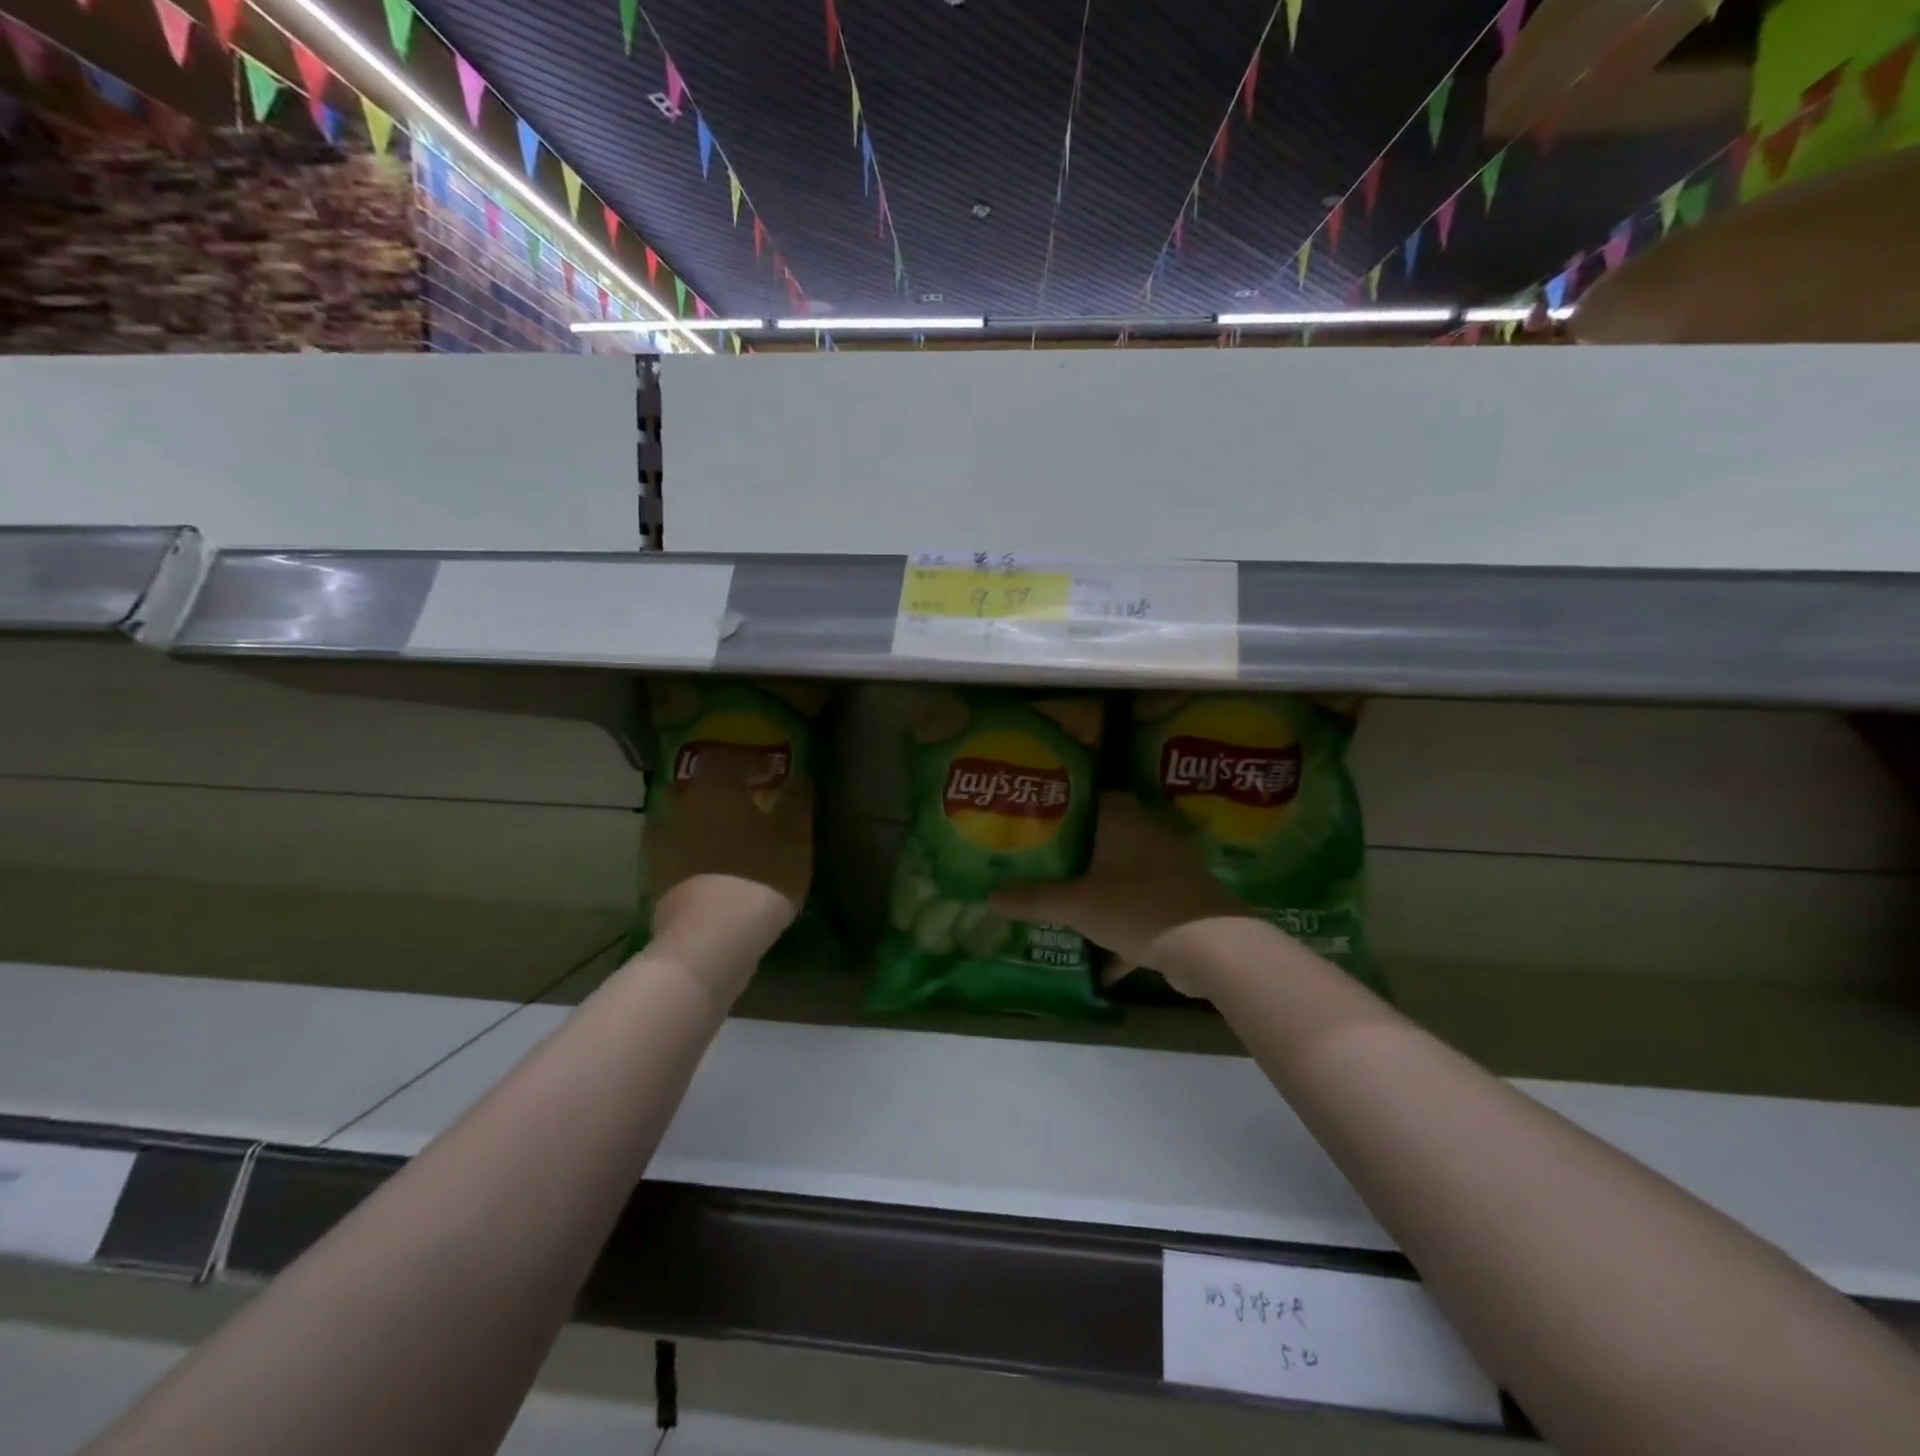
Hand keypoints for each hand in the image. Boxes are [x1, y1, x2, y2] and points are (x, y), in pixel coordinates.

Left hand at [645, 749, 812, 970]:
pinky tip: (715, 865)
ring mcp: (664, 843)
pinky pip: (680, 851)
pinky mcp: (657, 876)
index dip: (751, 761)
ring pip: (688, 819)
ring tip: (734, 836)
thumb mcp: (794, 838)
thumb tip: (801, 775)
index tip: (771, 769)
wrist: (711, 937)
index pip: (729, 760)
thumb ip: (796, 802)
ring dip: (709, 822)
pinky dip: (696, 851)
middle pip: (703, 788)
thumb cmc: (760, 875)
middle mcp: (684, 807)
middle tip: (751, 801)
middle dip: (725, 791)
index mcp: (716, 789)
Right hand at [990, 793, 1251, 992]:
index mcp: (1124, 822)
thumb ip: (1033, 899)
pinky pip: (1145, 912)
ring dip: (1103, 892)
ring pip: (1127, 876)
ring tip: (1068, 905)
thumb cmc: (1137, 907)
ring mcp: (1171, 871)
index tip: (1041, 820)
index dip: (1068, 806)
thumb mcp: (1076, 904)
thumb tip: (988, 896)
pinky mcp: (1182, 904)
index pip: (1095, 797)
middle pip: (1109, 838)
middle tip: (1045, 865)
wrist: (1211, 948)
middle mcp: (1150, 837)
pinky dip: (1126, 933)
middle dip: (1080, 853)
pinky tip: (1103, 963)